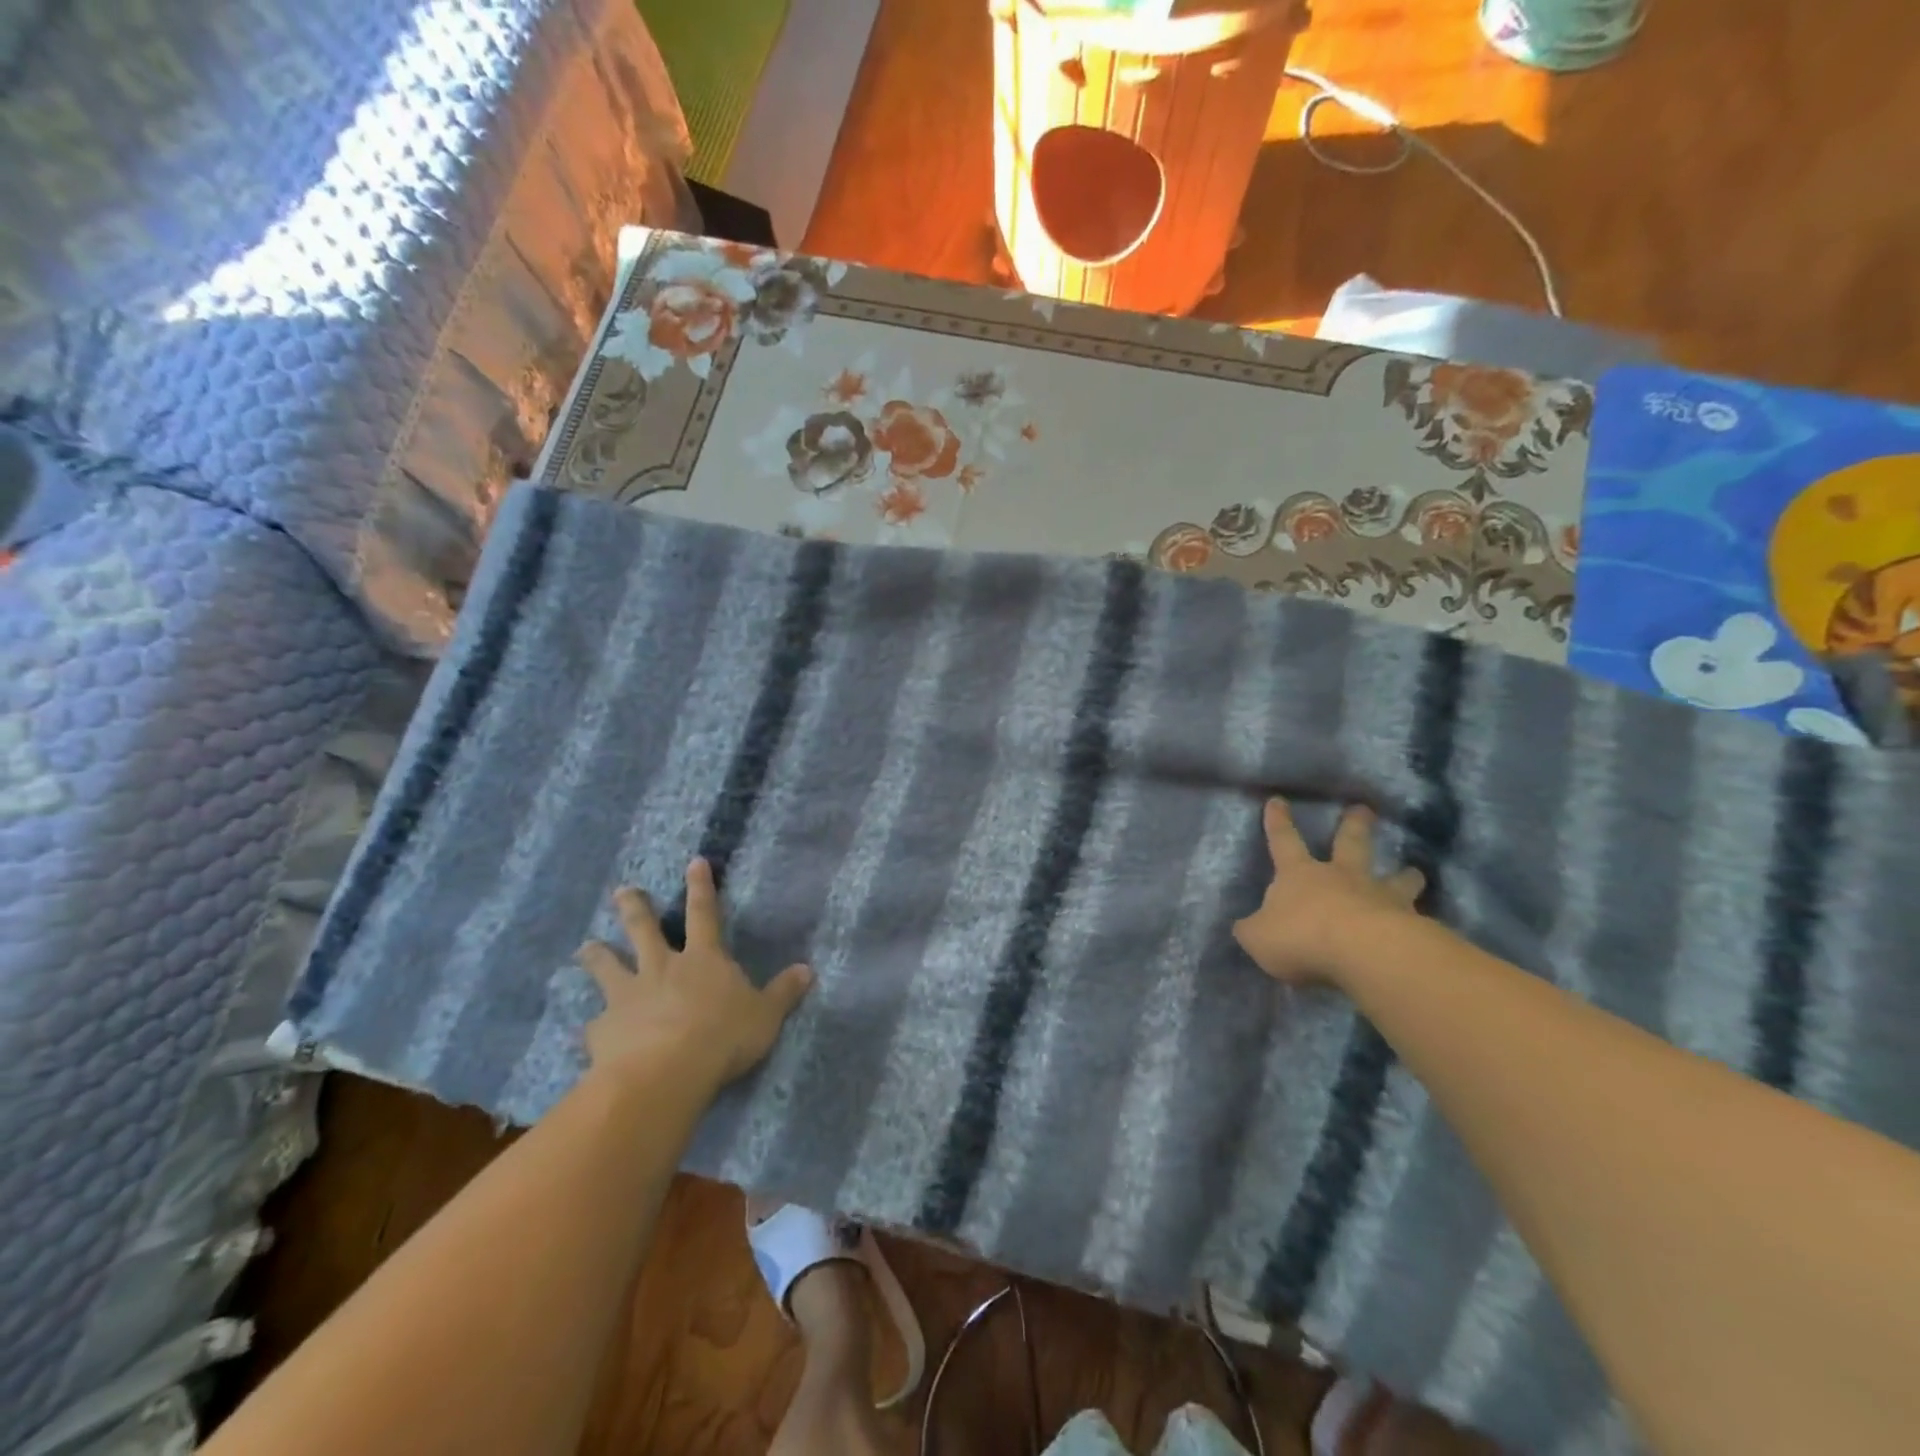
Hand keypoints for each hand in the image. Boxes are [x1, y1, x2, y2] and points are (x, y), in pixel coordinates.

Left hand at [577, 858, 813, 1095]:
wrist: (664, 1073)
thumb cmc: (723, 1038)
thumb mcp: (765, 1016)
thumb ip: (783, 993)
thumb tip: (808, 970)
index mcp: (703, 959)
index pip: (705, 913)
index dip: (701, 887)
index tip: (694, 862)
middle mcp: (662, 967)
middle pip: (644, 929)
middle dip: (635, 907)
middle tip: (623, 890)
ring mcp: (628, 995)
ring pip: (609, 966)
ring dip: (597, 955)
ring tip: (586, 946)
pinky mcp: (604, 1028)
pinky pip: (597, 1022)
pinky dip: (596, 1023)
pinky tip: (591, 1029)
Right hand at [1233, 799, 1426, 986]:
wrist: (1362, 952)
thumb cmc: (1301, 937)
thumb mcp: (1258, 937)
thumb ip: (1253, 931)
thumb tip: (1246, 927)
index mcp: (1299, 875)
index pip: (1284, 841)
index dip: (1278, 821)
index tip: (1278, 800)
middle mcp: (1341, 877)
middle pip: (1349, 844)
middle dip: (1353, 825)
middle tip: (1363, 809)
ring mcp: (1380, 897)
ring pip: (1395, 878)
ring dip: (1404, 875)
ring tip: (1415, 871)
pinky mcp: (1410, 924)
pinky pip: (1416, 918)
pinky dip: (1419, 920)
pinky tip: (1427, 927)